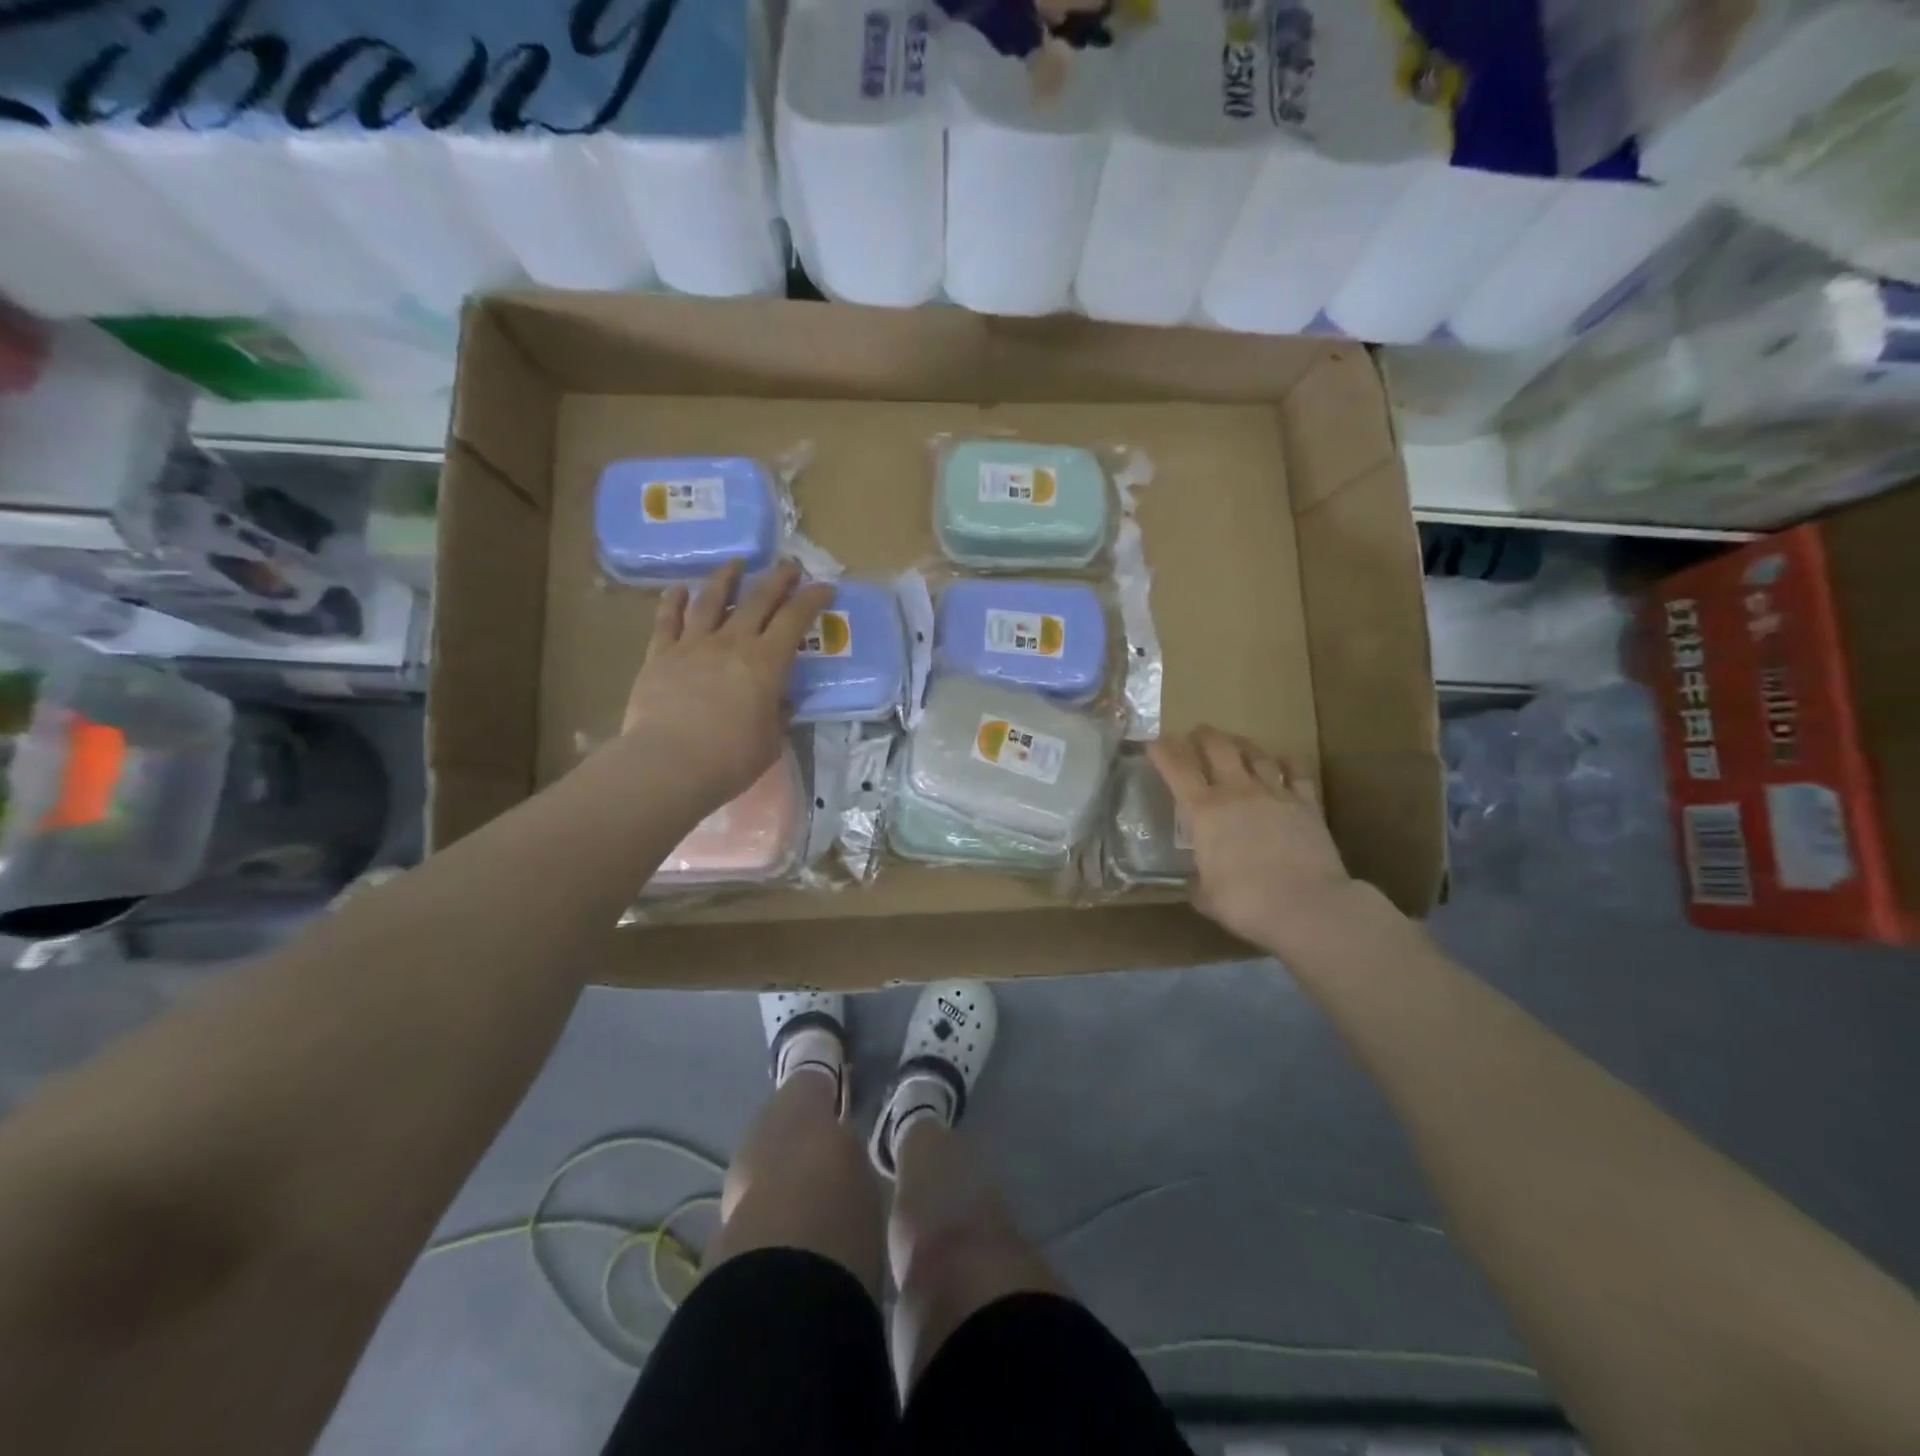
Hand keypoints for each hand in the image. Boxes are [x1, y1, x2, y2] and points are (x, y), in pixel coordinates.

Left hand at [619, 560, 833, 813]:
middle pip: (758, 599)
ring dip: (727, 578)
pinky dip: (674, 602)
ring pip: (712, 599)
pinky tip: (679, 590)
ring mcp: (693, 644)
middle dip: (778, 579)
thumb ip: (777, 714)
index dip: (812, 599)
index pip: (795, 619)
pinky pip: (667, 620)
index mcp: (766, 662)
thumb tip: (781, 701)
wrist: (669, 764)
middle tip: (789, 567)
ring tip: (736, 564)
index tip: (824, 588)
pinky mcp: (661, 654)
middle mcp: (732, 642)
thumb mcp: (771, 740)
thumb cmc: (731, 758)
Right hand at [1148, 727, 1353, 951]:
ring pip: (1255, 753)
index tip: (1154, 743)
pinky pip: (1296, 772)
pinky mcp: (1307, 804)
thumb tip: (1198, 880)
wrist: (1308, 907)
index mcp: (1204, 812)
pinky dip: (1286, 763)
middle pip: (1217, 747)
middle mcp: (1237, 792)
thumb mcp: (1206, 897)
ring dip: (1241, 743)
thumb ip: (1198, 881)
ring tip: (1234, 742)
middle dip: (1202, 736)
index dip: (1163, 752)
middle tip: (1195, 733)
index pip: (1177, 769)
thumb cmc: (1246, 903)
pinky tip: (1282, 761)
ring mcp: (1275, 793)